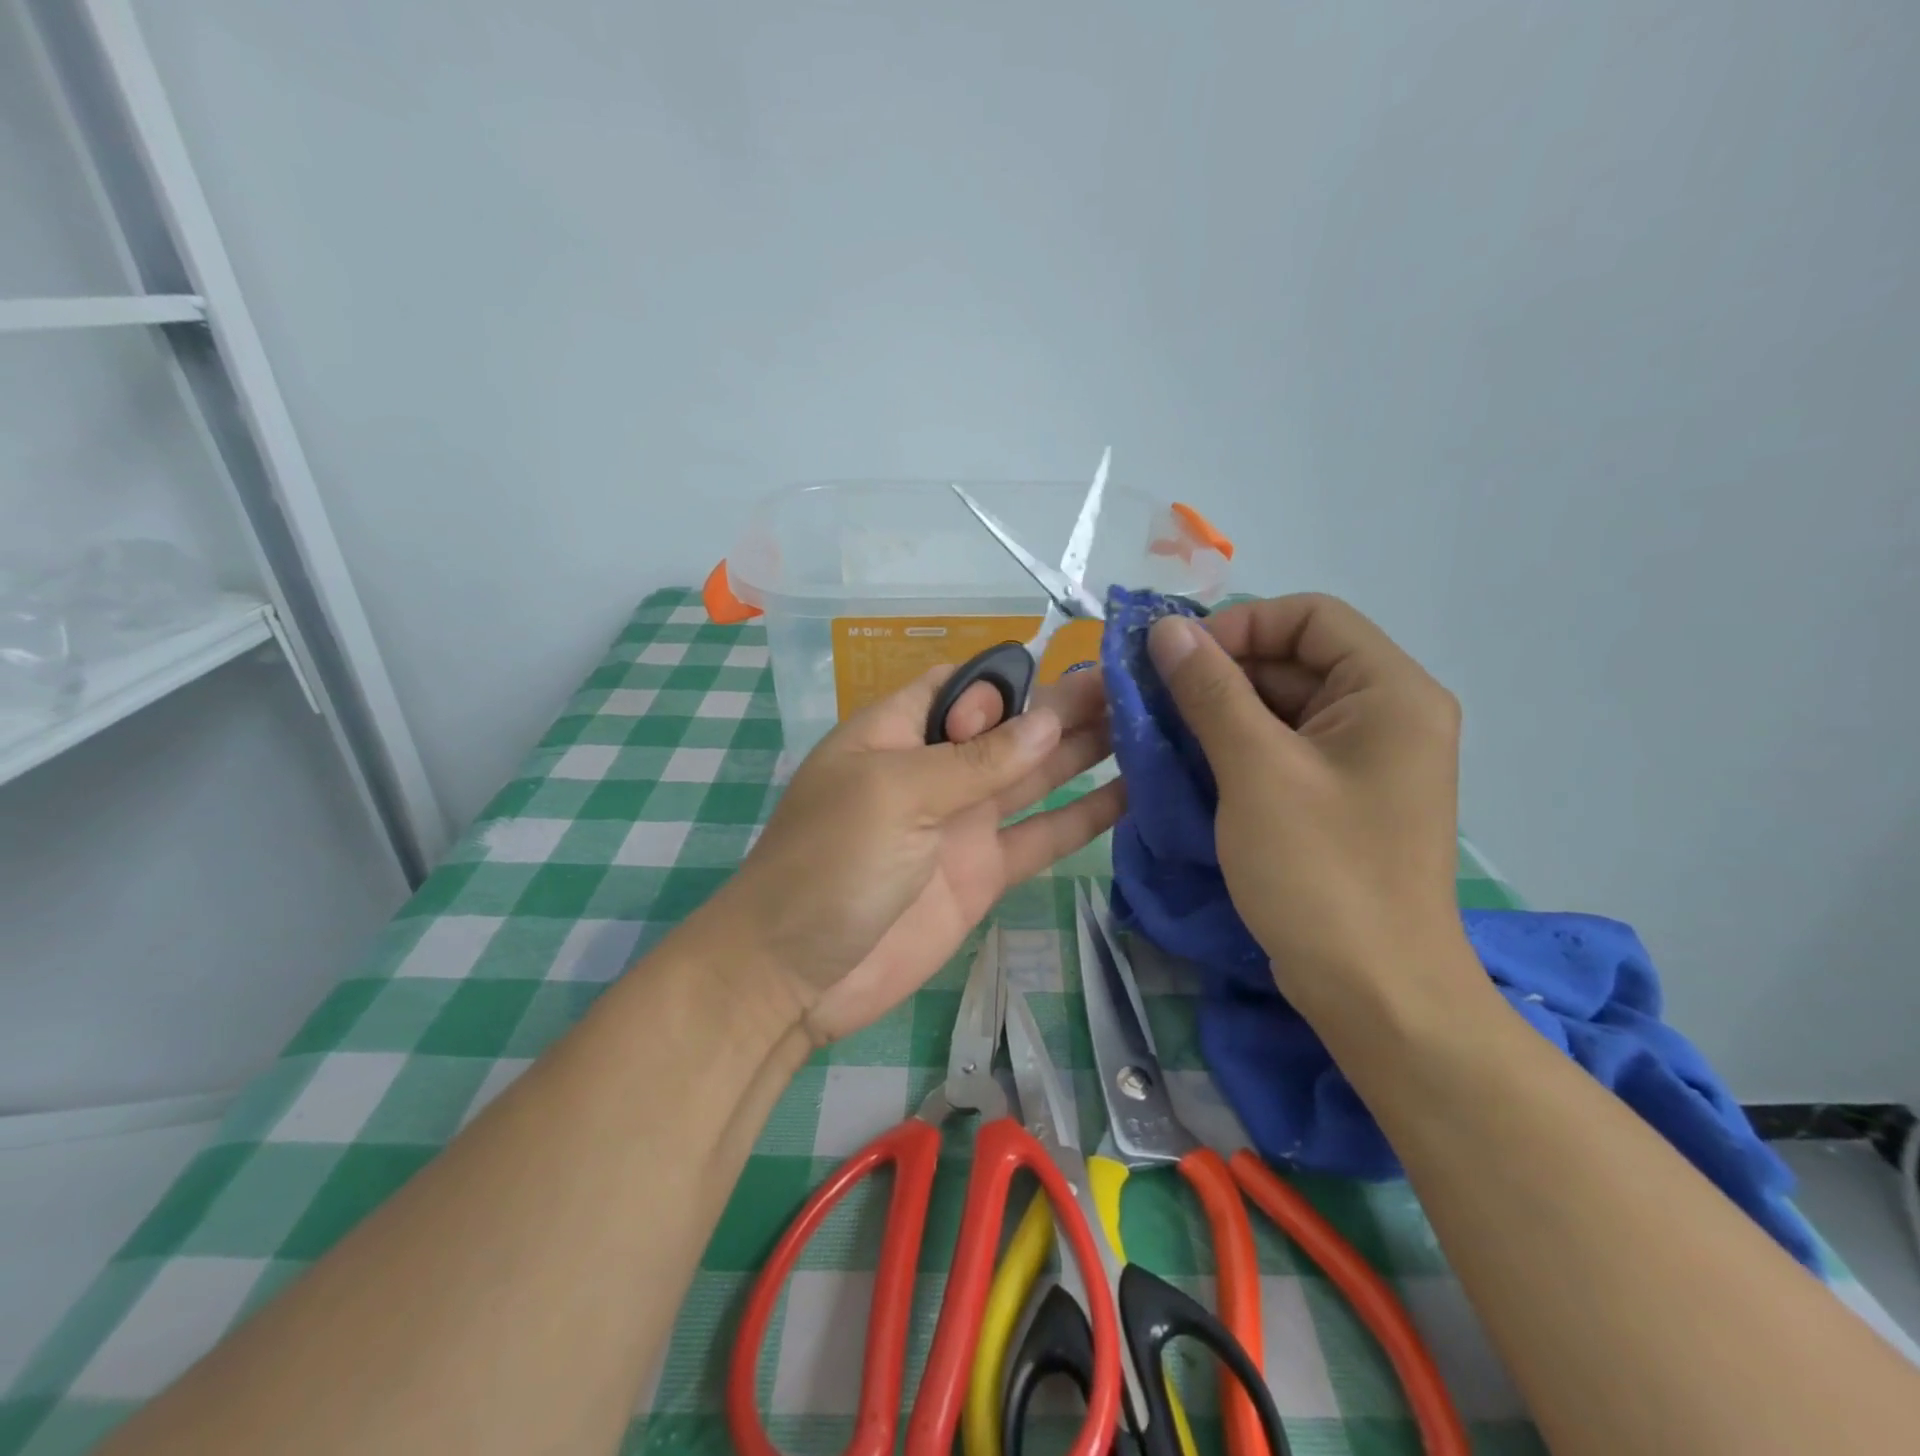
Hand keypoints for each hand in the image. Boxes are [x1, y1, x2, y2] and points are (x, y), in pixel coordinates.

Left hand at [699, 666, 1122, 1040]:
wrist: (796, 976)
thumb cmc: (830, 863)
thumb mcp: (896, 794)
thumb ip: (975, 760)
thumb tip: (1048, 719)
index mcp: (897, 733)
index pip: (961, 685)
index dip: (1009, 680)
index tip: (1065, 674)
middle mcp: (935, 770)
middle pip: (1008, 727)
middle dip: (1063, 706)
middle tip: (1133, 685)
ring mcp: (962, 823)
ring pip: (1033, 776)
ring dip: (1082, 751)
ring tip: (1145, 726)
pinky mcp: (984, 873)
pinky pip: (1042, 836)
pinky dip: (1083, 818)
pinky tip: (1131, 794)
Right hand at [1146, 595, 1471, 1021]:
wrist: (1374, 993)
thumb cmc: (1321, 872)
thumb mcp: (1256, 770)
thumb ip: (1210, 691)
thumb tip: (1168, 628)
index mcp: (1389, 692)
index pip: (1310, 616)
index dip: (1240, 624)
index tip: (1176, 659)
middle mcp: (1385, 715)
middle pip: (1294, 660)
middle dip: (1220, 671)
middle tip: (1151, 696)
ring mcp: (1362, 761)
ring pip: (1281, 707)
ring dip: (1218, 711)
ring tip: (1157, 730)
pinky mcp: (1338, 798)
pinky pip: (1281, 750)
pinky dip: (1234, 748)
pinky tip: (1185, 764)